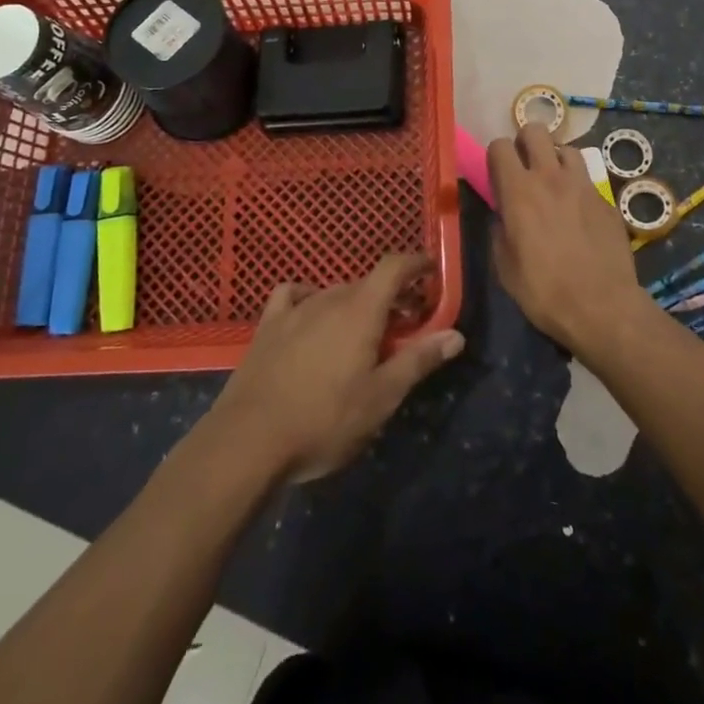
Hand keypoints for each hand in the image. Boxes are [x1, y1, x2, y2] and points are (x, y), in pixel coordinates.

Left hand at [212, 254, 463, 482]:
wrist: (248, 441)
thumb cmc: (324, 421)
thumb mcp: (380, 398)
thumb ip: (418, 361)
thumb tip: (455, 334)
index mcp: (361, 311)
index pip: (394, 267)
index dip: (415, 263)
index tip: (431, 270)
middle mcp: (329, 298)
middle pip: (367, 283)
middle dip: (390, 296)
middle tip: (404, 325)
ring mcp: (294, 309)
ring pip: (334, 292)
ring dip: (355, 303)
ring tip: (362, 332)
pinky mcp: (267, 326)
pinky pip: (293, 296)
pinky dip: (309, 299)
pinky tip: (309, 316)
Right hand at [487, 124, 653, 355]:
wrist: (602, 307)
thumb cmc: (544, 291)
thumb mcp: (505, 267)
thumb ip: (500, 231)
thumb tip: (503, 217)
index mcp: (519, 191)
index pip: (499, 145)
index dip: (496, 156)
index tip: (498, 175)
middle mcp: (551, 177)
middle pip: (536, 130)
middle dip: (526, 142)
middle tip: (525, 167)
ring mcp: (583, 185)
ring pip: (567, 148)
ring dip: (556, 160)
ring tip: (555, 184)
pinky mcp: (607, 200)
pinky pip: (588, 179)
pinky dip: (579, 187)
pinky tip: (579, 212)